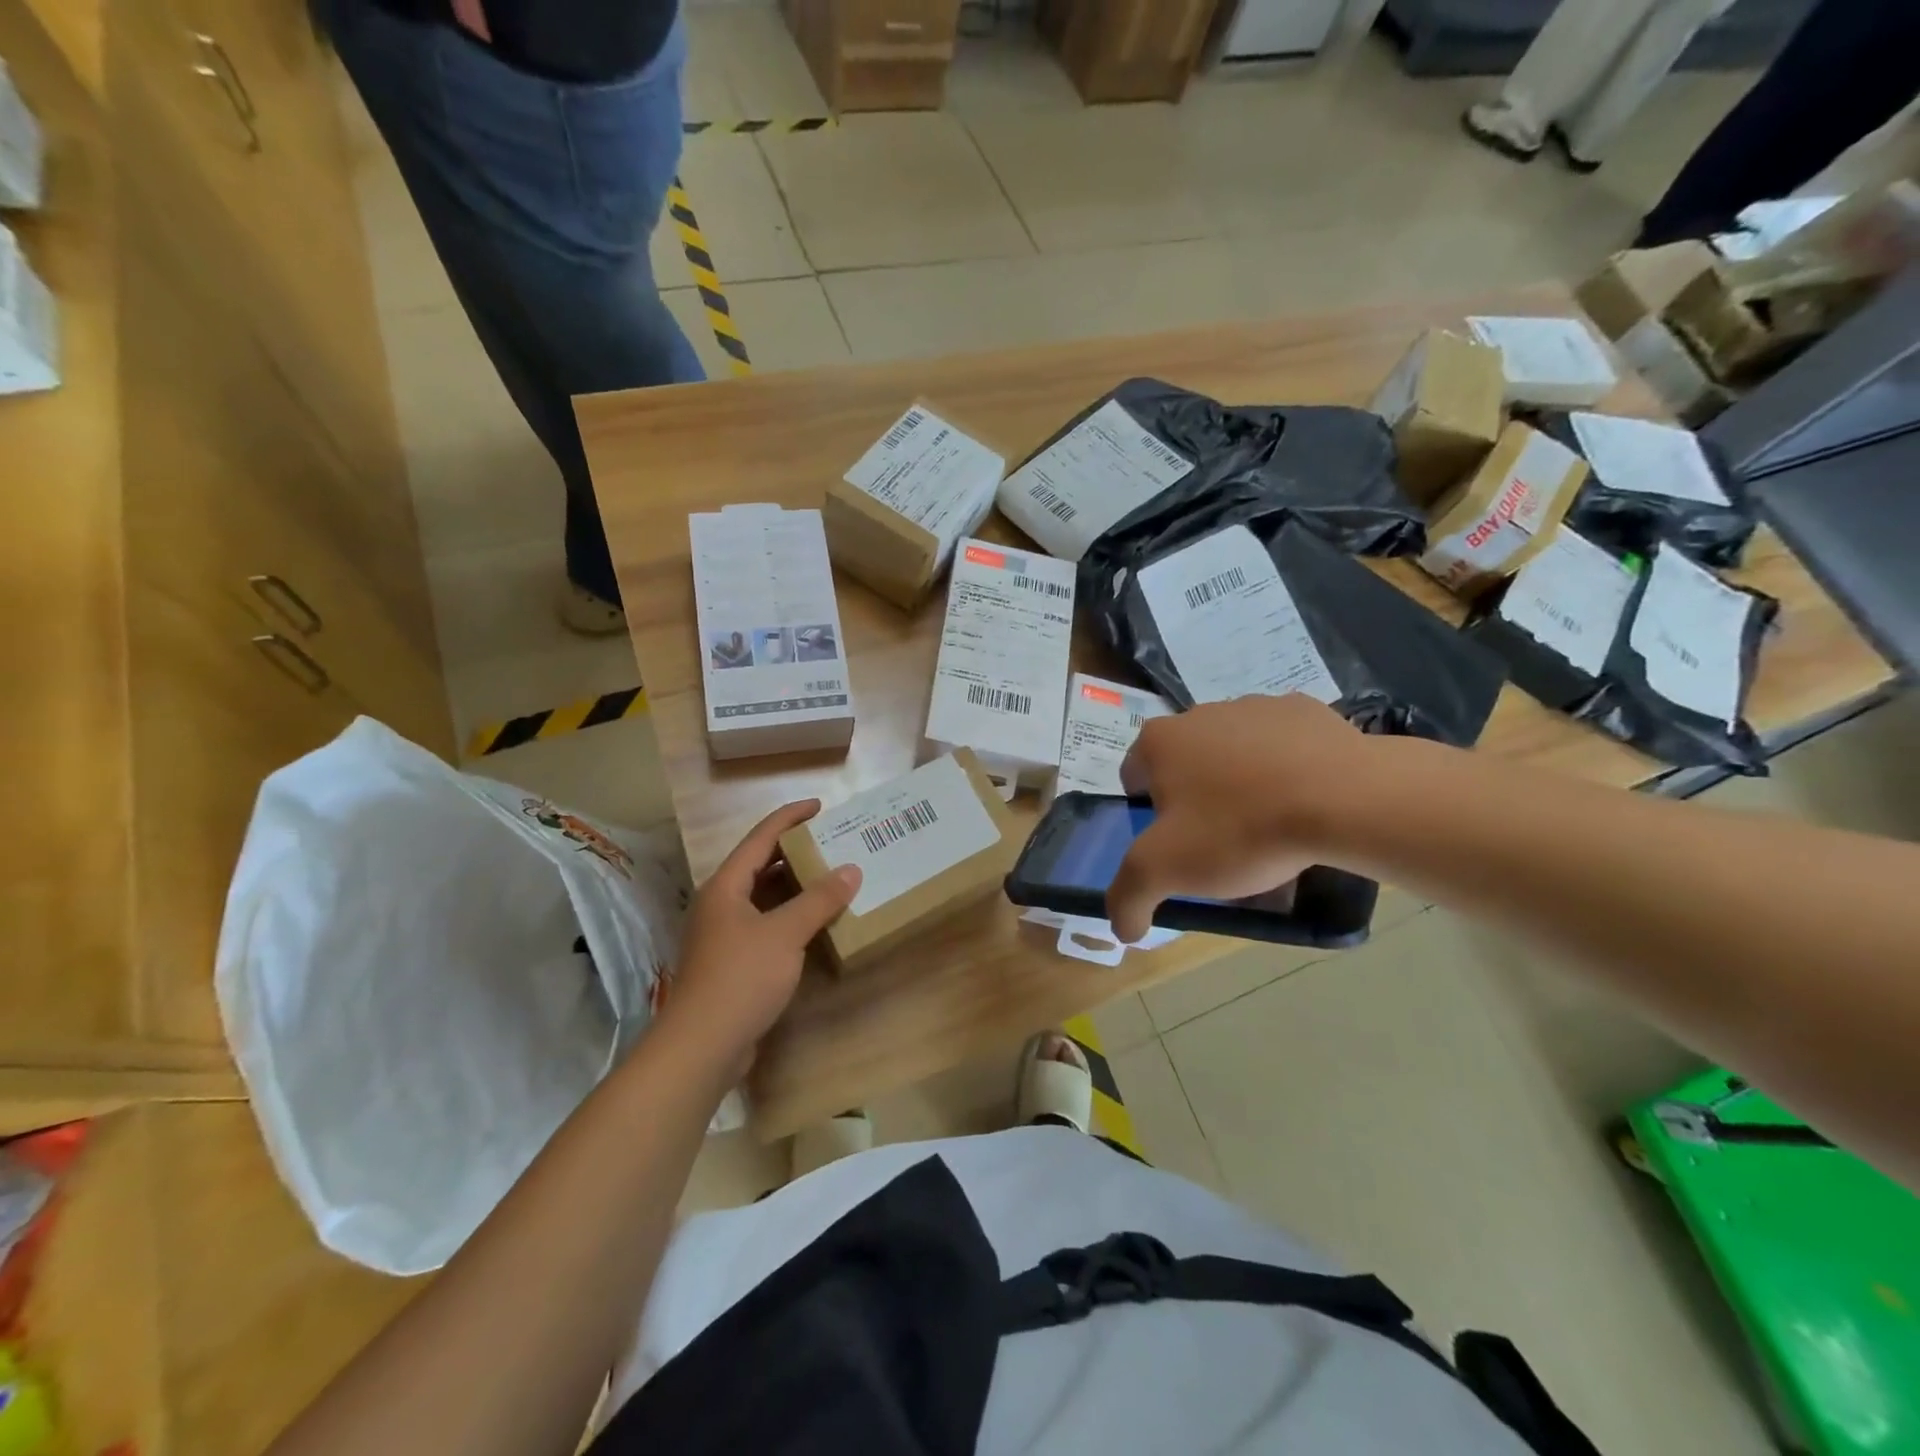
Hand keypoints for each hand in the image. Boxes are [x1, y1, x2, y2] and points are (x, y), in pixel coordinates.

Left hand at [660, 801, 860, 1074]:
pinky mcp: (733, 961)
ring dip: (796, 886)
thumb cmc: (741, 977)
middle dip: (796, 852)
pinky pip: (767, 924)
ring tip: (832, 876)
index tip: (820, 806)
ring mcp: (725, 934)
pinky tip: (816, 922)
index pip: (761, 838)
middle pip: (762, 865)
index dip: (790, 818)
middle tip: (834, 843)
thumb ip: (819, 900)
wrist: (702, 1046)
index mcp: (726, 886)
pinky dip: (791, 916)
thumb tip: (851, 870)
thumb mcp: (785, 933)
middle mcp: (722, 903)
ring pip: (765, 897)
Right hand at [1107, 695, 1370, 942]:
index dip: (1150, 817)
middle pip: (1185, 767)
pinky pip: (1282, 746)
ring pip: (1233, 755)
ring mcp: (1255, 705)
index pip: (1134, 779)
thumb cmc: (1240, 829)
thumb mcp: (1166, 871)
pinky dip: (1285, 770)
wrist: (1345, 799)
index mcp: (1159, 740)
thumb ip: (1128, 898)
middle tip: (1222, 844)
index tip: (1178, 846)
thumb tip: (1121, 927)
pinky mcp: (1305, 710)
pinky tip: (1304, 802)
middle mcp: (1199, 713)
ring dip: (1240, 784)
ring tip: (1270, 827)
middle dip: (1196, 802)